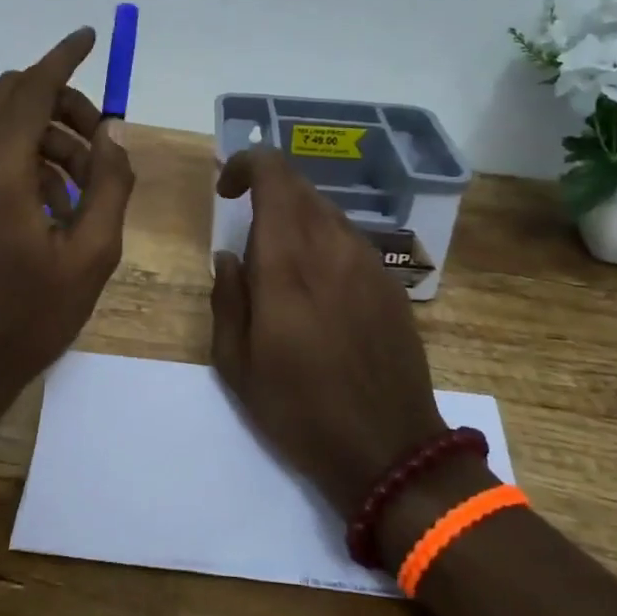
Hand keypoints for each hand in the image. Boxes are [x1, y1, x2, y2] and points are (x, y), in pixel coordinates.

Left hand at [0, 28, 135, 402]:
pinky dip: (27, 153)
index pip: (32, 89)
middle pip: (13, 95)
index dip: (64, 58)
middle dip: (63, 102)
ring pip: (2, 120)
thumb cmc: (29, 317)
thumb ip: (110, 185)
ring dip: (48, 133)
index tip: (90, 36)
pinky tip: (55, 200)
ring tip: (86, 186)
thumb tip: (111, 137)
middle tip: (102, 144)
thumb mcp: (92, 255)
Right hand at [210, 149, 445, 516]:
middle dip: (267, 190)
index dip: (246, 165)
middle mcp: (332, 247)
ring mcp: (368, 263)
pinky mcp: (390, 283)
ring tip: (280, 262)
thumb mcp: (236, 364)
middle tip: (246, 226)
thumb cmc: (299, 410)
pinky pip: (349, 239)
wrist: (389, 450)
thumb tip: (229, 256)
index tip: (227, 191)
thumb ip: (227, 297)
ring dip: (296, 217)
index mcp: (288, 261)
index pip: (274, 174)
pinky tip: (317, 286)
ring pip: (327, 211)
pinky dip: (323, 241)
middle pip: (300, 186)